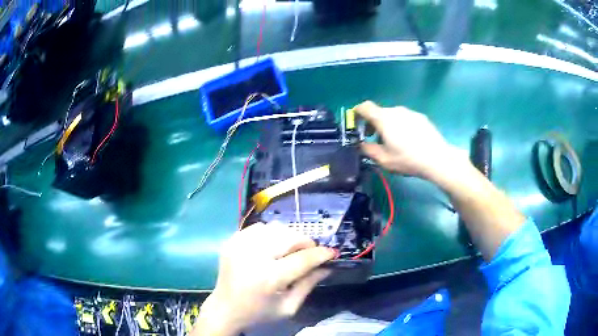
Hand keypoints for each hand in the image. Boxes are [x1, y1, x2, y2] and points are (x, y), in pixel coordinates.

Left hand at [192, 223, 334, 335]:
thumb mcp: (288, 307)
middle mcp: (252, 257)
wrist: (224, 309)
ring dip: (288, 236)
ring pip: (275, 228)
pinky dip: (271, 234)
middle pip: (288, 237)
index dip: (321, 254)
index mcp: (268, 278)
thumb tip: (327, 267)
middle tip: (310, 252)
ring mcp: (239, 246)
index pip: (302, 259)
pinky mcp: (232, 241)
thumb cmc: (259, 313)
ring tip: (290, 250)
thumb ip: (308, 285)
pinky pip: (259, 227)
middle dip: (305, 242)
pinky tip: (272, 247)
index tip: (332, 253)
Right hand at [353, 101, 460, 178]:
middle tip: (374, 139)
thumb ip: (367, 150)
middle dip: (373, 123)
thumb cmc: (408, 159)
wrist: (437, 158)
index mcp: (383, 119)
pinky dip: (400, 125)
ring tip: (393, 142)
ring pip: (392, 115)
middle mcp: (395, 110)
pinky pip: (405, 118)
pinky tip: (408, 140)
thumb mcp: (383, 160)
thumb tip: (360, 145)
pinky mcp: (420, 117)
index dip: (357, 112)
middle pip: (379, 112)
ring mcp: (409, 112)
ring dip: (387, 125)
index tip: (356, 123)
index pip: (364, 107)